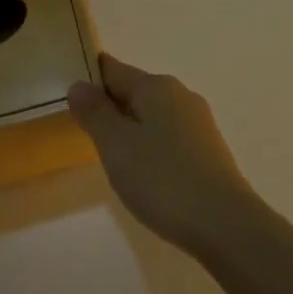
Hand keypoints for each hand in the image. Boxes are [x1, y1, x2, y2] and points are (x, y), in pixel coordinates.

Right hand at [68, 54, 261, 256]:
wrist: (224, 223)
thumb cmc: (162, 179)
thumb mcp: (116, 145)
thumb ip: (95, 113)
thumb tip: (79, 84)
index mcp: (157, 87)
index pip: (114, 70)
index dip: (90, 77)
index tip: (68, 92)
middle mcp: (181, 96)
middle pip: (135, 91)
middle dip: (109, 106)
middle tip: (81, 130)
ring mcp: (199, 123)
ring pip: (153, 116)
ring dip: (130, 129)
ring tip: (109, 156)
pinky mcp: (208, 150)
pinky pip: (168, 137)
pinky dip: (150, 146)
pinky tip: (143, 172)